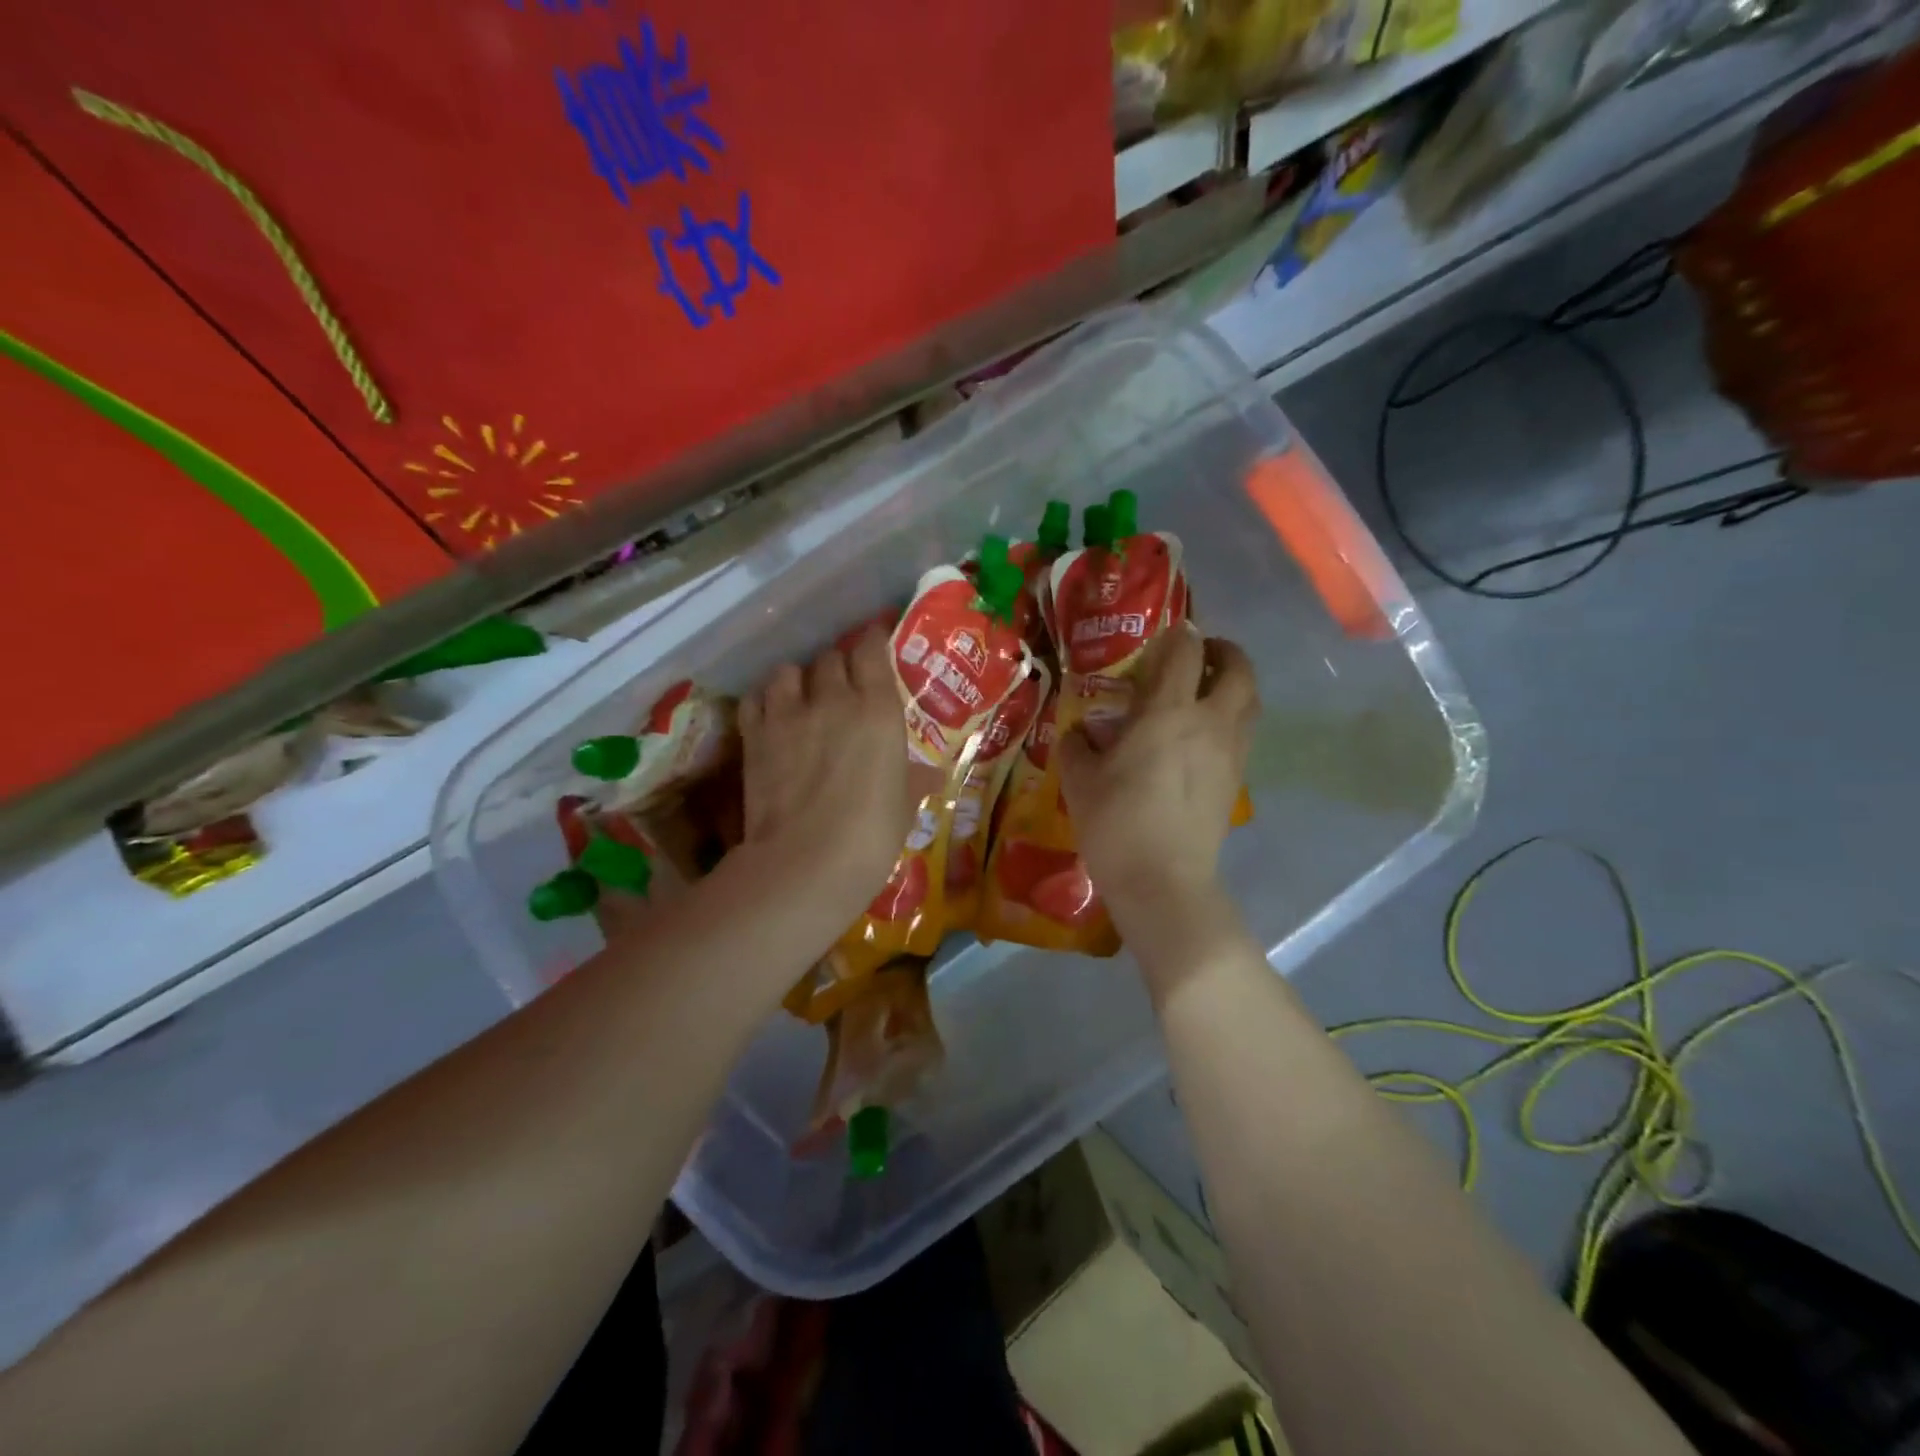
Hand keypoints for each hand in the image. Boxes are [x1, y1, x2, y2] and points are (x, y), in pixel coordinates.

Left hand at [731, 627, 919, 928]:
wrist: (807, 862)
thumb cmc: (872, 835)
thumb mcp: (904, 807)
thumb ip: (915, 781)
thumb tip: (933, 775)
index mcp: (878, 709)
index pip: (871, 649)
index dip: (873, 641)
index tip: (875, 644)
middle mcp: (833, 699)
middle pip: (831, 658)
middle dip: (838, 666)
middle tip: (843, 685)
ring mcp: (789, 714)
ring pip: (789, 670)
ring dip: (798, 678)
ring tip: (802, 697)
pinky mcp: (755, 735)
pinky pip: (756, 698)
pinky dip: (765, 700)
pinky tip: (771, 715)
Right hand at [1059, 627, 1258, 974]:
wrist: (1163, 882)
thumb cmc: (1116, 824)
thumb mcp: (1079, 781)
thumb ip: (1077, 746)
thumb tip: (1081, 733)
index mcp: (1168, 713)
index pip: (1186, 650)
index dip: (1178, 635)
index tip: (1165, 637)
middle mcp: (1210, 722)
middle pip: (1238, 667)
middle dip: (1223, 652)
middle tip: (1198, 656)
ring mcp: (1231, 752)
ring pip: (1250, 700)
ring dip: (1233, 684)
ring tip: (1204, 692)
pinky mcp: (1237, 780)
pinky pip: (1243, 732)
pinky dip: (1231, 718)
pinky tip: (1201, 738)